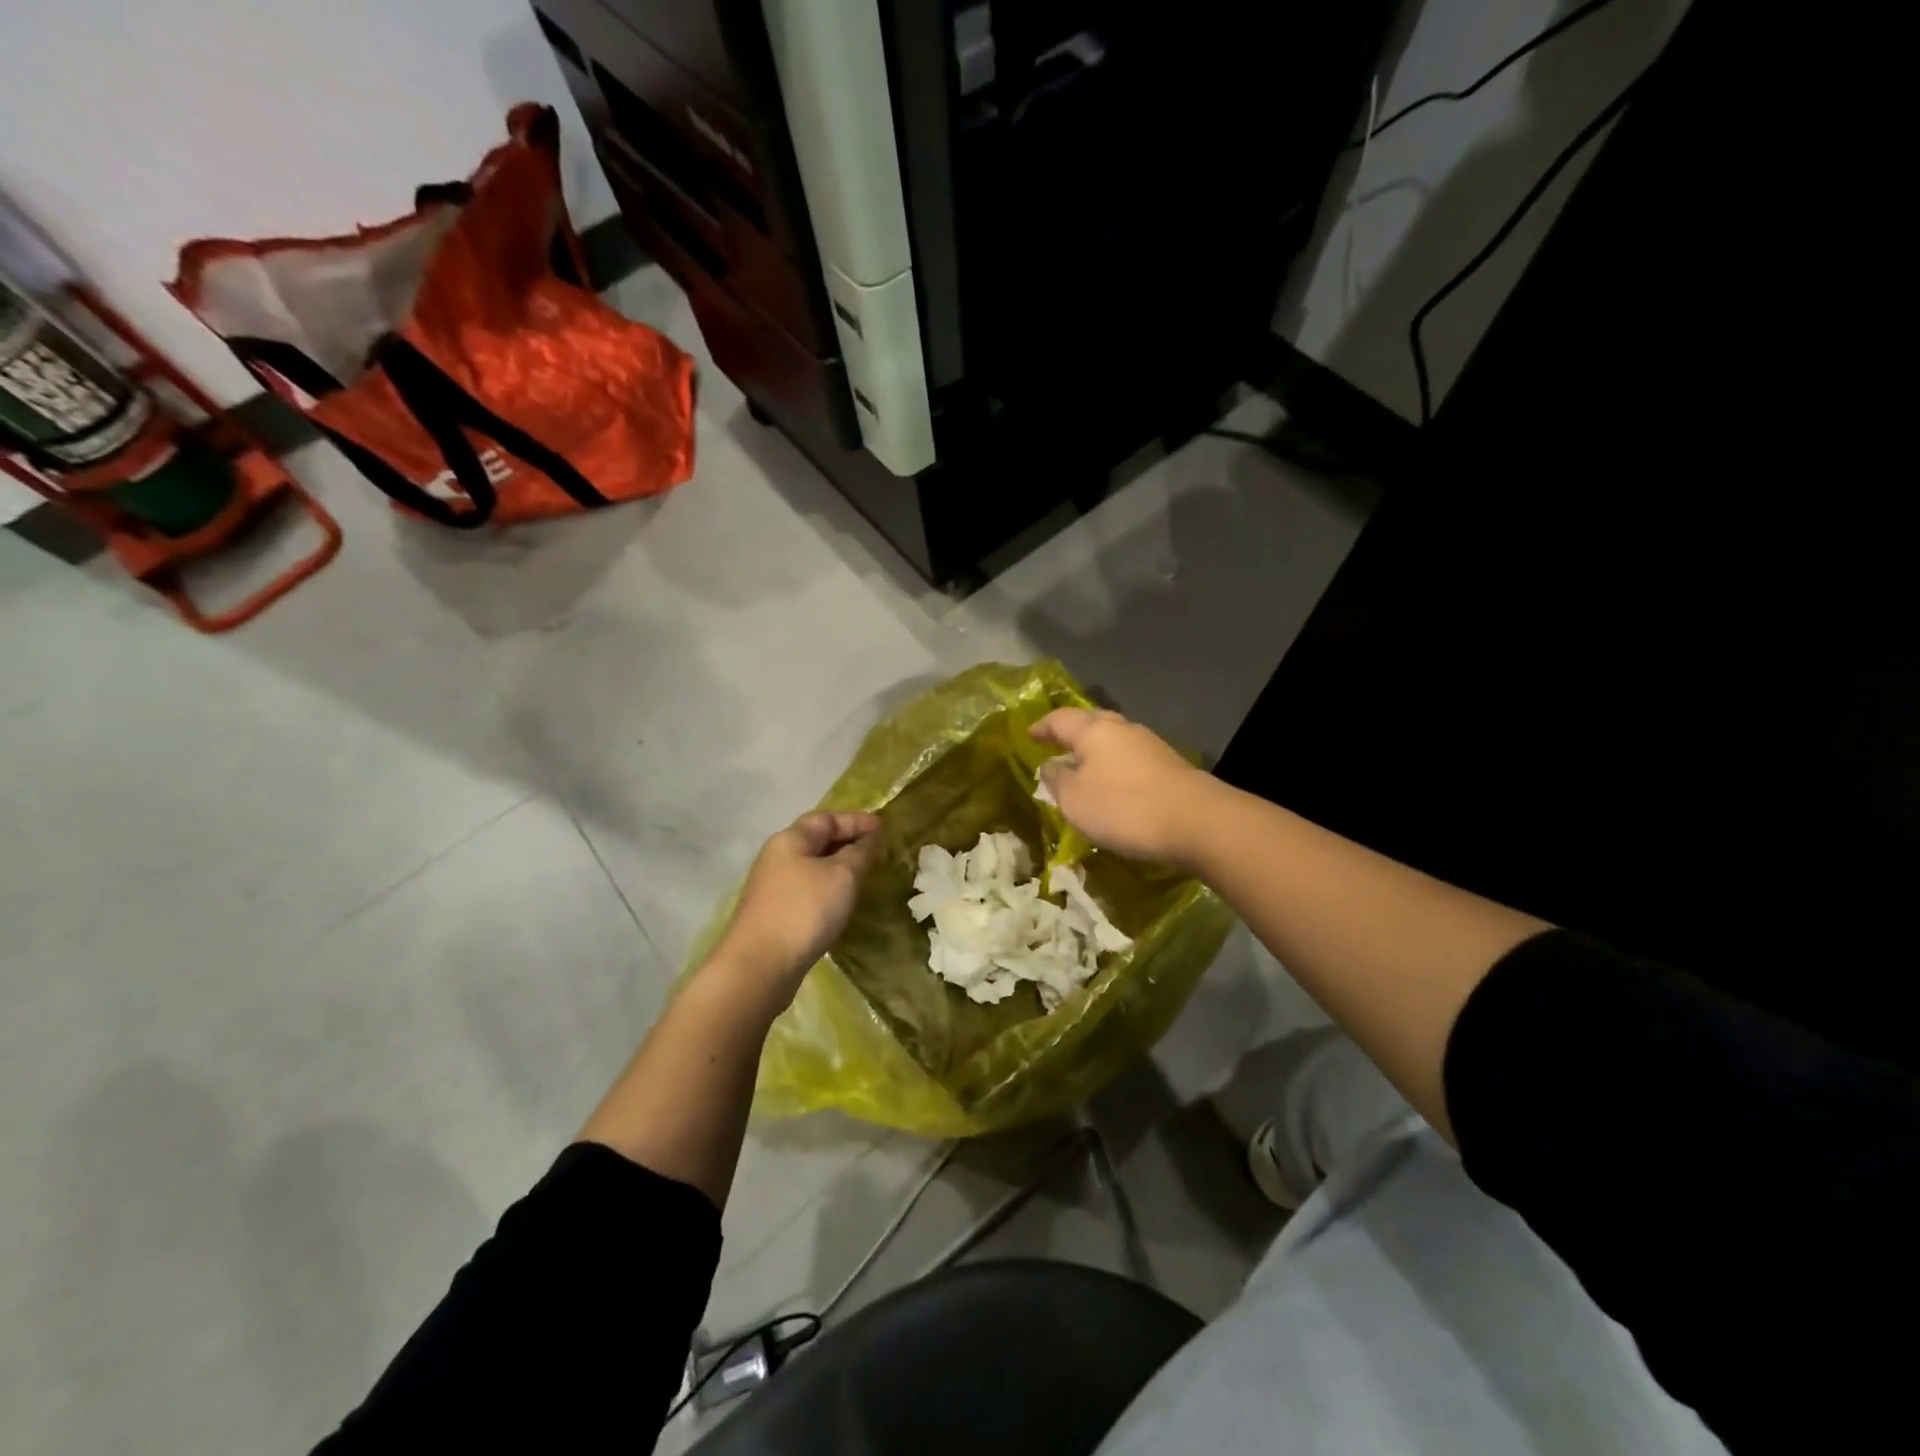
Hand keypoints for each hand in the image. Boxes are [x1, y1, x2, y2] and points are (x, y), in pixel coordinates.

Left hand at [711, 811, 884, 1001]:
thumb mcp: (842, 875)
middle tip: (878, 850)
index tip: (884, 827)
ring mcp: (773, 887)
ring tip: (865, 875)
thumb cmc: (805, 910)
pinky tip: (841, 902)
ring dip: (838, 866)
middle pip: (816, 840)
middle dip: (848, 841)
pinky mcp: (774, 914)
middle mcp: (777, 857)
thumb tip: (869, 839)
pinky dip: (828, 888)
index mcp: (790, 839)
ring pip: (812, 866)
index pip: (827, 818)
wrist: (760, 966)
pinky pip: (807, 889)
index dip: (856, 820)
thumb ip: (860, 852)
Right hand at [1032, 708, 1215, 867]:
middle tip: (1056, 745)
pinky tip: (1114, 784)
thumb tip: (1050, 764)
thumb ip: (1056, 779)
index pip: (1060, 719)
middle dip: (1072, 733)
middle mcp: (1123, 729)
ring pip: (1114, 740)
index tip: (1029, 734)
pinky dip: (1115, 766)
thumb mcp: (1075, 799)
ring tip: (1083, 768)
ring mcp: (1150, 745)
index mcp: (1094, 730)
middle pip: (1091, 723)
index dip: (1042, 726)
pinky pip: (1131, 759)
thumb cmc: (1124, 807)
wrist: (1197, 821)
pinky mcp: (1169, 765)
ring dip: (1096, 751)